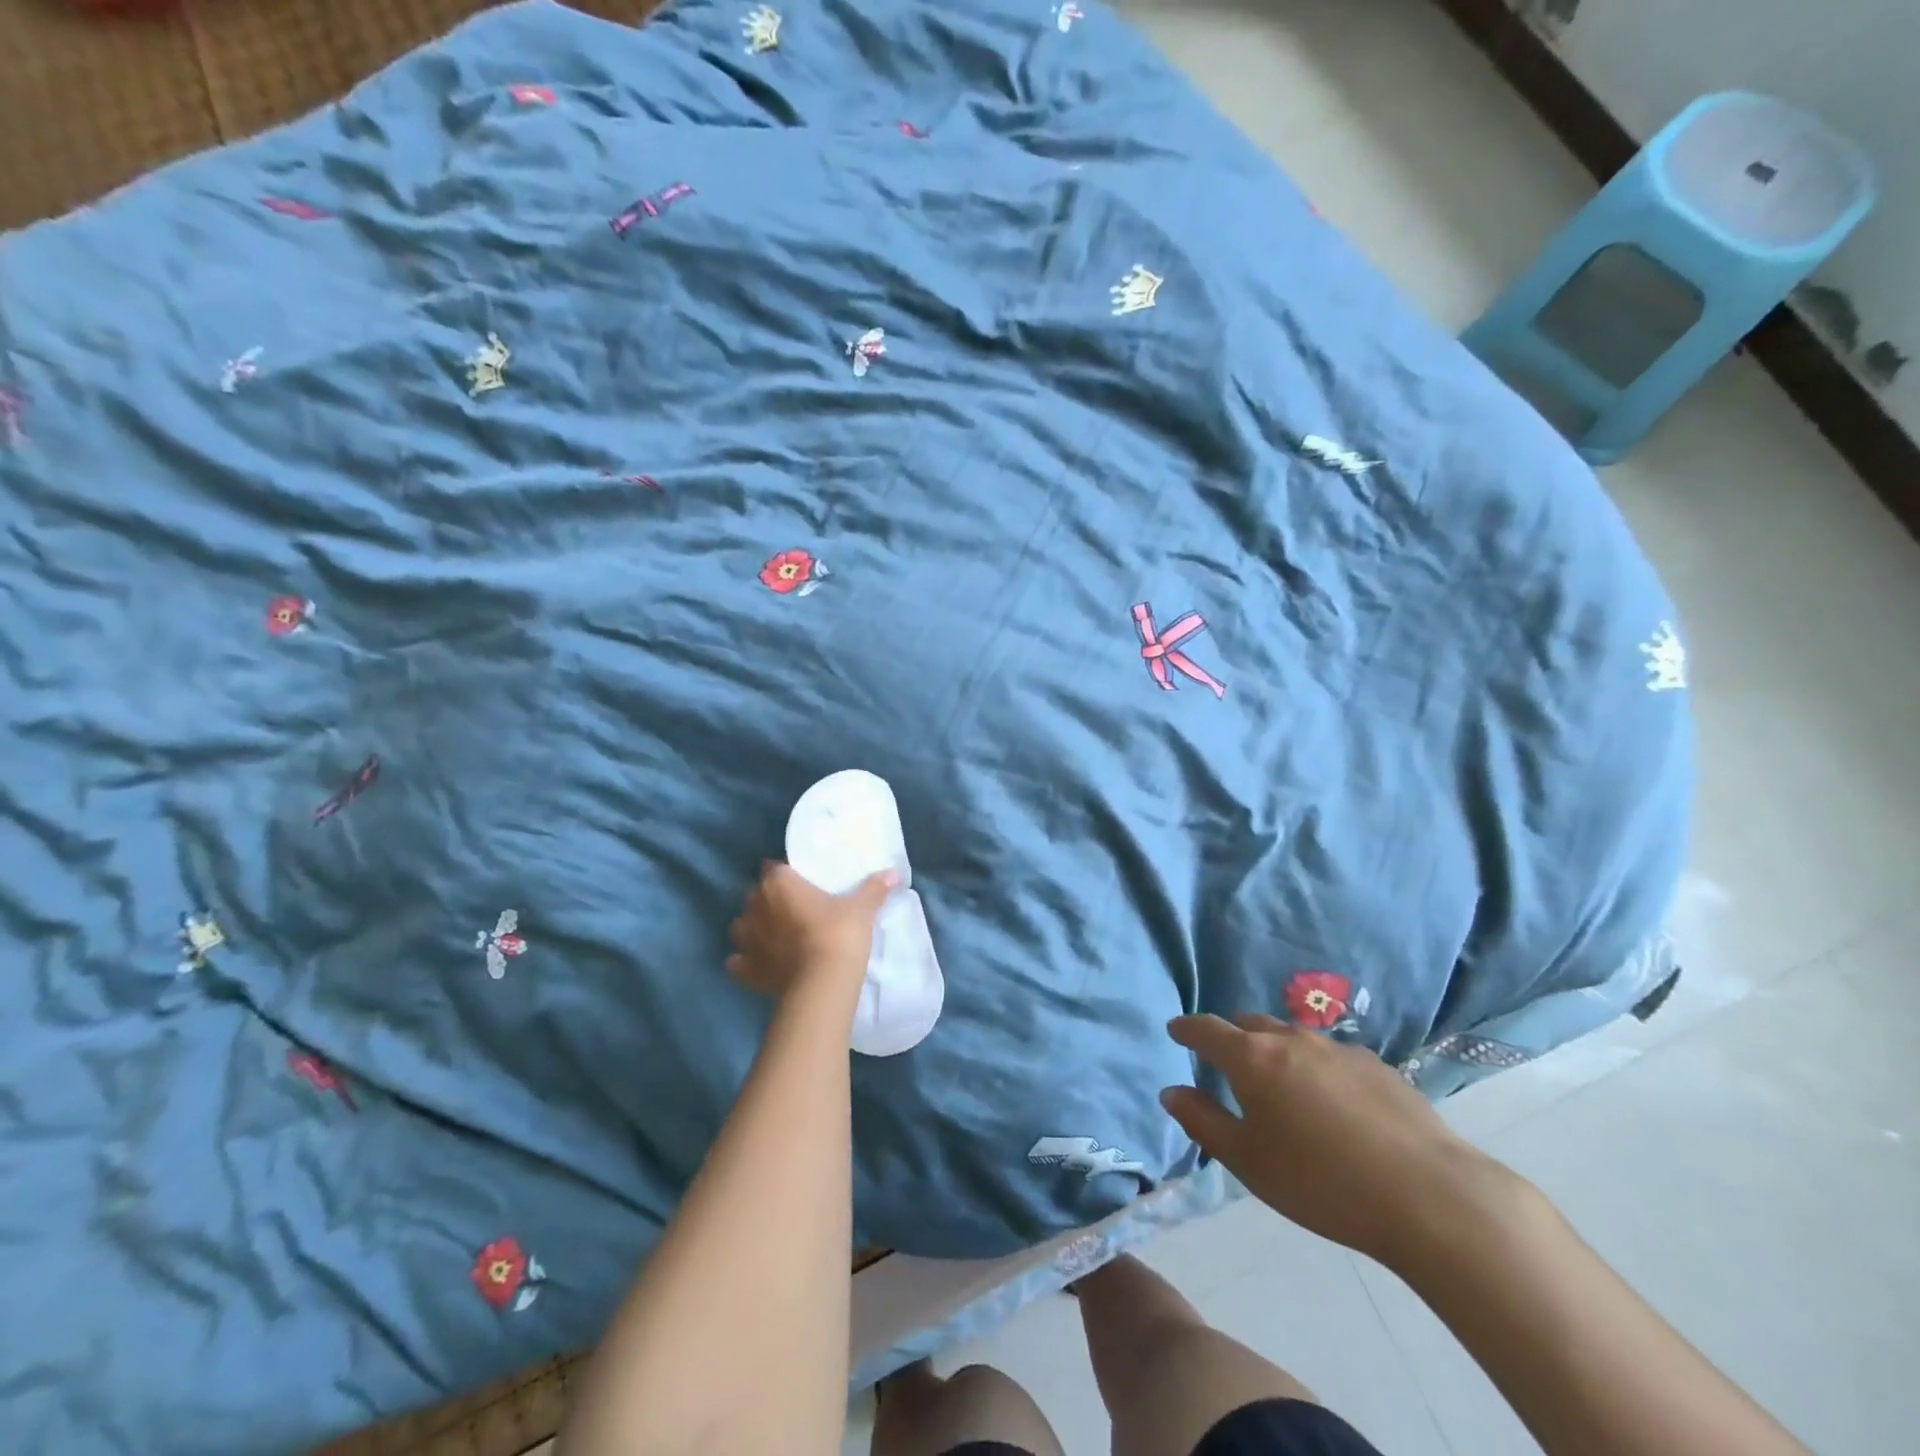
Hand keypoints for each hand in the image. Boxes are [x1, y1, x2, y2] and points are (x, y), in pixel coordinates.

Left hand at [726, 862, 897, 1000]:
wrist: (822, 985)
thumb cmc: (839, 935)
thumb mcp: (861, 909)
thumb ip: (873, 888)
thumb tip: (892, 873)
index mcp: (779, 884)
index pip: (774, 868)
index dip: (785, 873)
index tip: (800, 881)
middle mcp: (756, 906)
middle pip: (755, 894)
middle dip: (768, 898)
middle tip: (792, 907)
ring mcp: (747, 940)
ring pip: (741, 925)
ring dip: (752, 927)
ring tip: (773, 934)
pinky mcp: (746, 970)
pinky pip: (738, 961)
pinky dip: (745, 961)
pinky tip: (761, 964)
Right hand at [1160, 1014, 1504, 1267]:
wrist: (1428, 1196)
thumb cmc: (1320, 1182)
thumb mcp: (1247, 1161)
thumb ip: (1203, 1121)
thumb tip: (1173, 1092)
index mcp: (1252, 1058)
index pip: (1207, 1029)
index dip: (1187, 1028)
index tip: (1176, 1031)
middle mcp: (1291, 1039)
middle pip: (1250, 1024)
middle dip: (1232, 1036)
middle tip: (1226, 1061)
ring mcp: (1337, 1048)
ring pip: (1292, 1036)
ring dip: (1275, 1050)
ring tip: (1280, 1083)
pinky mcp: (1377, 1065)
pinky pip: (1330, 1055)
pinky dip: (1315, 1067)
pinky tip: (1332, 1103)